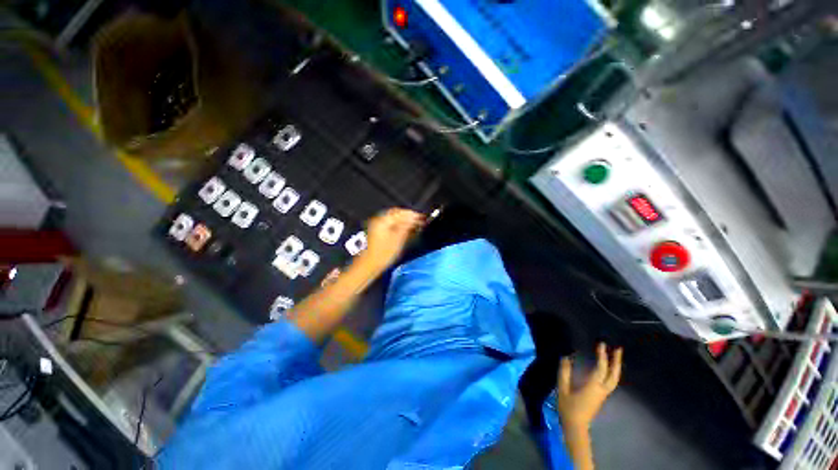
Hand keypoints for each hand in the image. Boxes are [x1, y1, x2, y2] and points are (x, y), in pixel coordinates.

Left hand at [357, 208, 424, 272]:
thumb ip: (406, 227)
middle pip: (396, 214)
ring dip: (403, 221)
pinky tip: (404, 230)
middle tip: (419, 221)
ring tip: (413, 225)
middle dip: (407, 216)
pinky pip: (389, 224)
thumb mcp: (398, 240)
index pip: (401, 213)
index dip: (412, 214)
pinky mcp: (376, 232)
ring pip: (393, 219)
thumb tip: (414, 218)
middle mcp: (379, 220)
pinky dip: (398, 225)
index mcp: (383, 220)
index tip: (422, 218)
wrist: (368, 265)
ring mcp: (376, 226)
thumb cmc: (384, 254)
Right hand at [557, 343, 622, 429]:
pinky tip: (608, 369)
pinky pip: (610, 382)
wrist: (576, 426)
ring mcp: (603, 394)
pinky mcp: (601, 396)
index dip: (602, 355)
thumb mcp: (563, 388)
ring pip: (614, 379)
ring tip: (615, 356)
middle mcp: (602, 389)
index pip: (600, 368)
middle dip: (616, 361)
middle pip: (613, 375)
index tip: (602, 344)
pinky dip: (612, 373)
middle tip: (618, 348)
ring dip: (616, 367)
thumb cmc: (569, 407)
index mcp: (593, 386)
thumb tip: (566, 357)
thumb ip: (564, 372)